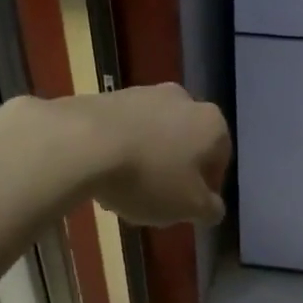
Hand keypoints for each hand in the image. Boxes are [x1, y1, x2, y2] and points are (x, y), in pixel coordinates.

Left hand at [68, 84, 230, 226]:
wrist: (82, 143)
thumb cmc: (149, 176)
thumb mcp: (189, 207)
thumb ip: (209, 209)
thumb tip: (214, 208)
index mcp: (211, 123)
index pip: (220, 159)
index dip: (207, 187)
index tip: (189, 208)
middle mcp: (183, 99)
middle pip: (186, 144)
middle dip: (174, 172)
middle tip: (157, 202)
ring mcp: (144, 93)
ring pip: (154, 136)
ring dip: (146, 161)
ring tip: (124, 193)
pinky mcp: (108, 96)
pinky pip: (124, 130)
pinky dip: (120, 150)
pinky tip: (103, 176)